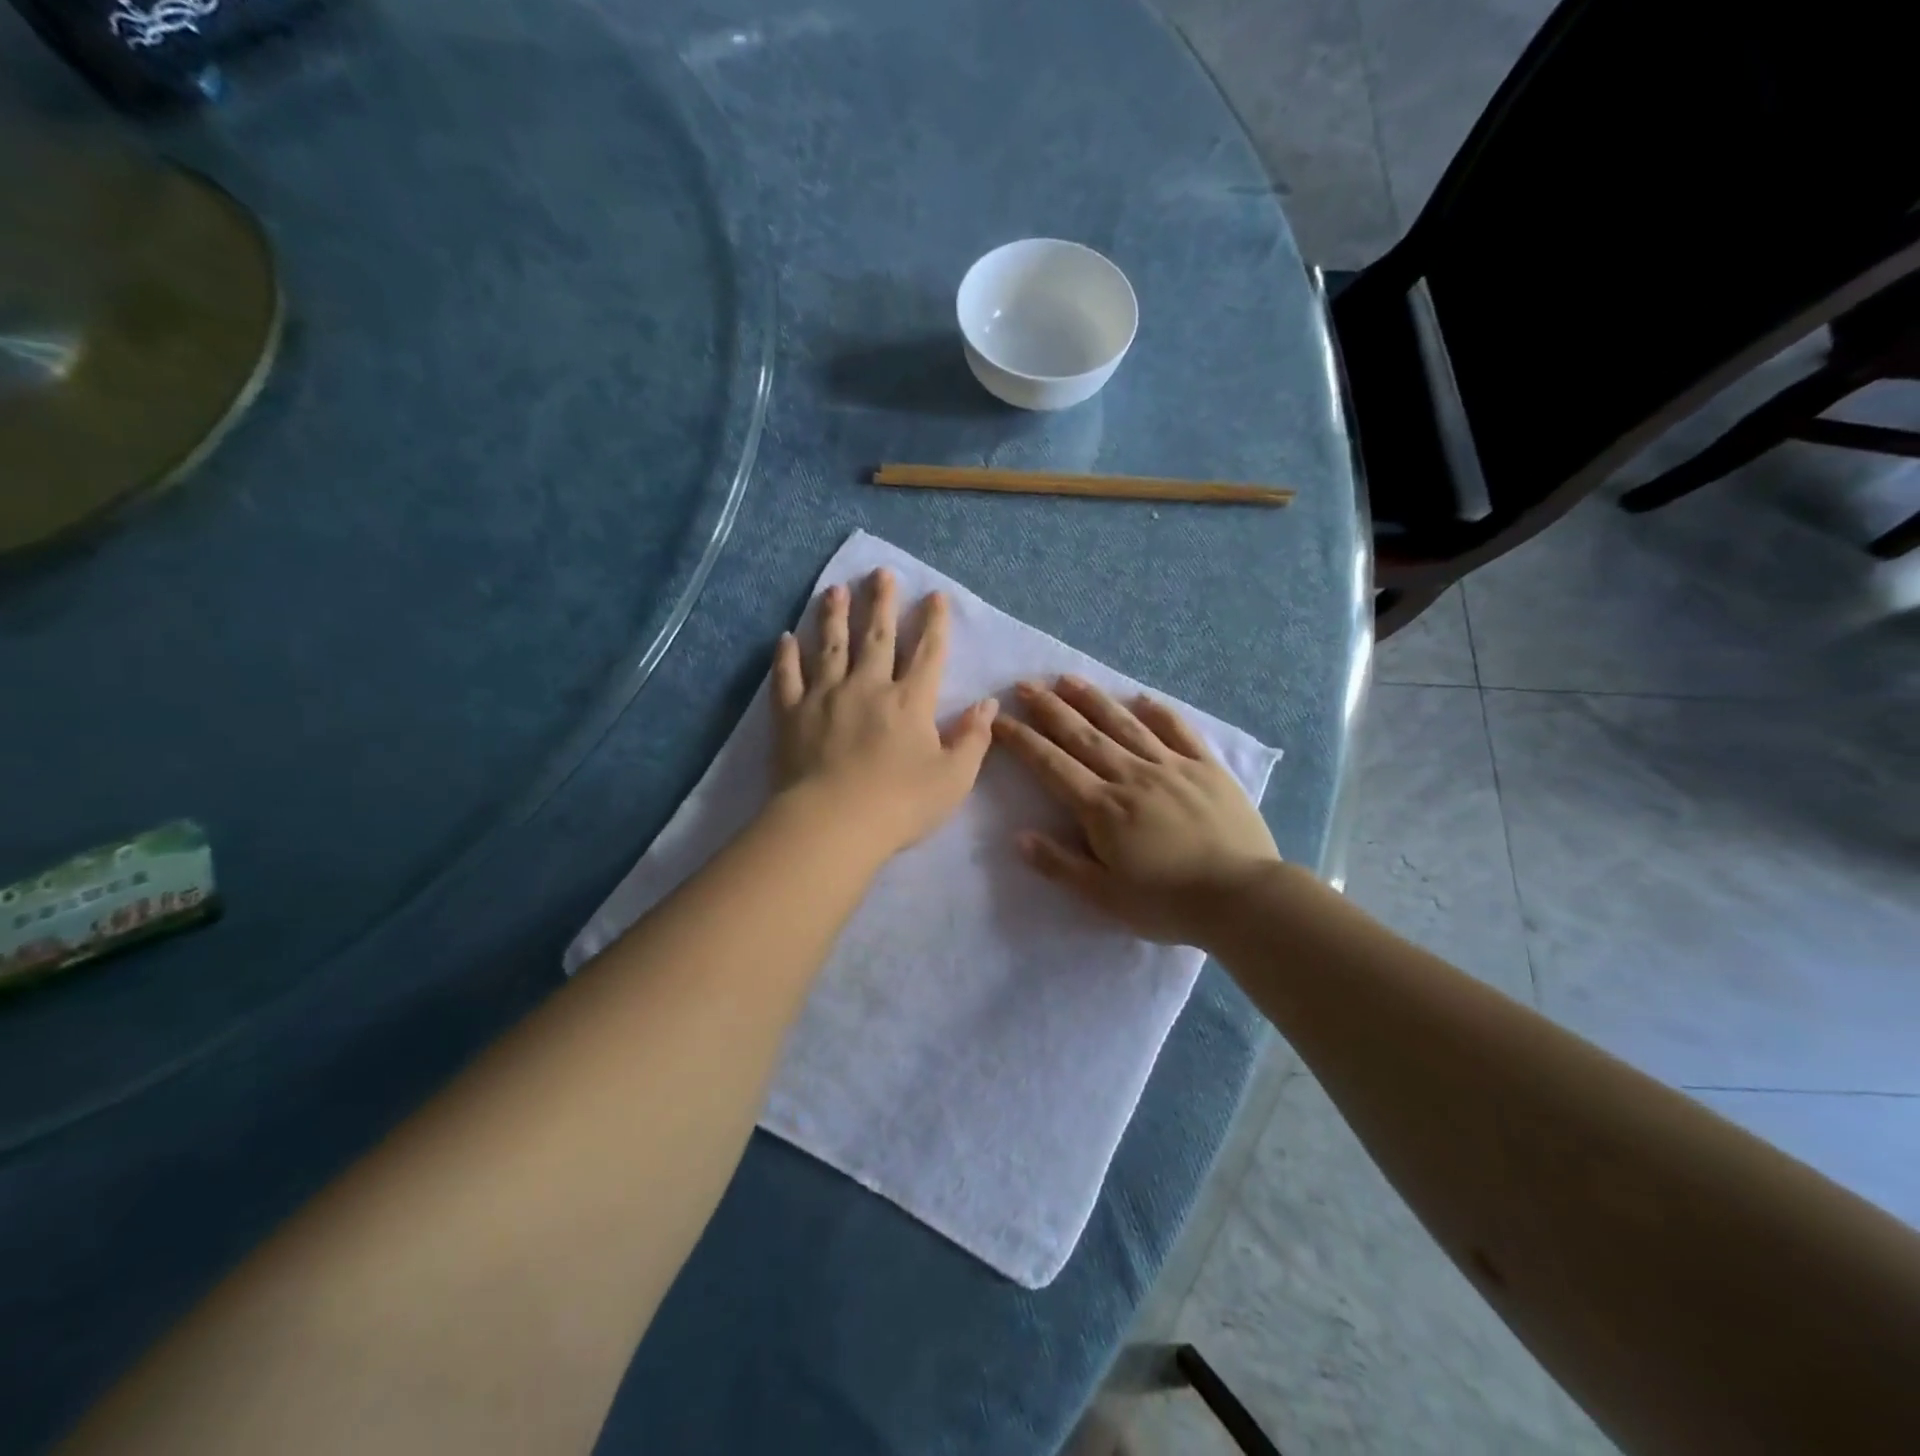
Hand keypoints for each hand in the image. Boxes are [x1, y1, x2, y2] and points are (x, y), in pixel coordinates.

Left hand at [771, 568, 998, 856]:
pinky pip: (787, 677)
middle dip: (881, 603)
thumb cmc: (899, 805)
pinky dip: (785, 656)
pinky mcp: (791, 714)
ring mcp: (825, 696)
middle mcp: (868, 686)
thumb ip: (973, 739)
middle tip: (880, 573)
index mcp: (909, 701)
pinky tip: (784, 638)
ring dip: (833, 615)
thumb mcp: (953, 778)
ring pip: (830, 646)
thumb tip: (989, 704)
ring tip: (834, 589)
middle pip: (876, 636)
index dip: (934, 623)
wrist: (832, 825)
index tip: (934, 595)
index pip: (927, 653)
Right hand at [991, 677, 1280, 945]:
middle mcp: (1131, 776)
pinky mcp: (1207, 768)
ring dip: (1093, 700)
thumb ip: (1060, 865)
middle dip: (1049, 709)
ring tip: (1068, 678)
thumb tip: (1019, 837)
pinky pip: (1179, 731)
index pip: (1052, 766)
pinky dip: (1159, 713)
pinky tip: (1142, 699)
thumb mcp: (1105, 896)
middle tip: (1025, 685)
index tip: (999, 721)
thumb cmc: (1168, 903)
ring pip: (1124, 724)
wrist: (1243, 898)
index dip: (1023, 741)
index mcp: (1103, 808)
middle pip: (1082, 735)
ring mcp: (1172, 767)